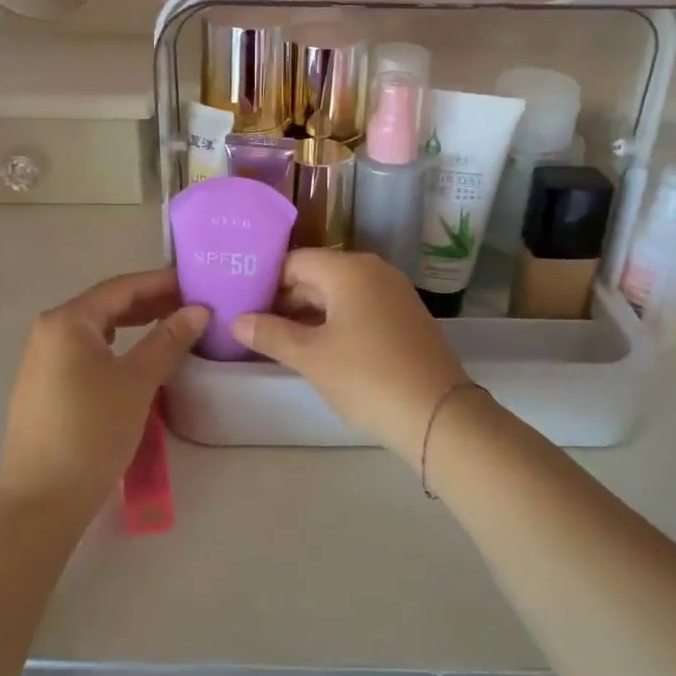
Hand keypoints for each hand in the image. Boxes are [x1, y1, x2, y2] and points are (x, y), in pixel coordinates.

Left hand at [0, 269, 205, 520]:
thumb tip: (198, 309)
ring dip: (136, 323)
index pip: (122, 287)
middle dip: (151, 302)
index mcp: (67, 321)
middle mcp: (50, 330)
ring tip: (174, 325)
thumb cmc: (91, 432)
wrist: (42, 499)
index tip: (198, 282)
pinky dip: (118, 345)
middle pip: (108, 304)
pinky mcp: (46, 384)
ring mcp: (44, 358)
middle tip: (193, 305)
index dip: (162, 283)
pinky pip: (88, 350)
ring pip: (98, 328)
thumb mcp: (137, 382)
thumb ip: (168, 340)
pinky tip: (140, 354)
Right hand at [231, 250, 469, 464]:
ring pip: (338, 293)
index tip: (240, 302)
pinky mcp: (405, 317)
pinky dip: (334, 321)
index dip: (265, 280)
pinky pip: (359, 307)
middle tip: (252, 323)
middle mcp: (373, 271)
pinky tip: (316, 347)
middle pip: (317, 274)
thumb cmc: (367, 378)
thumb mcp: (311, 357)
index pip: (294, 261)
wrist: (438, 415)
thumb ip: (271, 334)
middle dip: (284, 298)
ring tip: (276, 338)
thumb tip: (236, 320)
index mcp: (349, 269)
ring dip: (308, 312)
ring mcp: (393, 293)